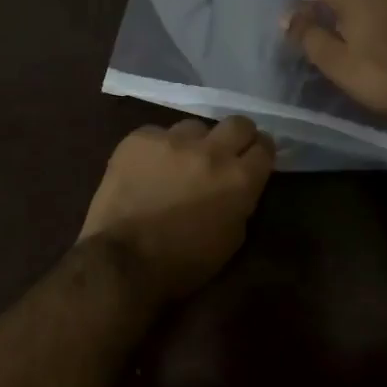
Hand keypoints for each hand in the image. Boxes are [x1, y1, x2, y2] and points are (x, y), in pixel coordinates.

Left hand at [79, 116, 276, 300]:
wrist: (122, 260)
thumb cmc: (183, 262)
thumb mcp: (231, 239)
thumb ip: (241, 202)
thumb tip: (239, 184)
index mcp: (239, 179)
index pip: (264, 146)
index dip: (259, 153)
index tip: (252, 161)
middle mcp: (212, 150)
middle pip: (238, 123)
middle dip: (236, 136)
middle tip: (225, 153)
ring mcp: (173, 139)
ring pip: (194, 127)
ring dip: (192, 143)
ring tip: (178, 163)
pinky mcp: (140, 138)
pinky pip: (157, 134)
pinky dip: (157, 149)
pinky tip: (146, 169)